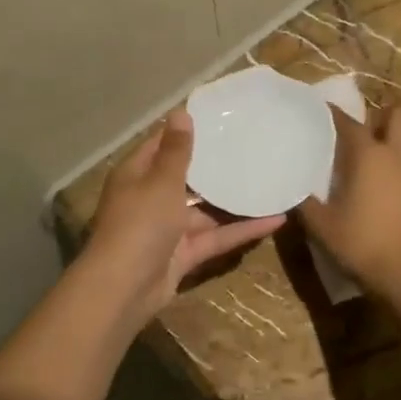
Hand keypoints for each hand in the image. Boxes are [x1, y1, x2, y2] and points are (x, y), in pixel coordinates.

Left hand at [84, 109, 284, 324]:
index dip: (184, 130)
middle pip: (184, 177)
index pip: (160, 144)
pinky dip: (241, 230)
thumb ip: (176, 151)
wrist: (125, 288)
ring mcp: (167, 228)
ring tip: (267, 180)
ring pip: (204, 210)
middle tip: (250, 145)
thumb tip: (180, 112)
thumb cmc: (140, 223)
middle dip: (213, 165)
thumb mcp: (161, 181)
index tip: (217, 117)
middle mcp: (150, 198)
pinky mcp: (183, 254)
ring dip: (231, 200)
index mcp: (136, 175)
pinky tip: (275, 220)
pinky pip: (215, 237)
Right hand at [298, 102, 400, 292]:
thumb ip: (304, 203)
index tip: (318, 113)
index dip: (331, 113)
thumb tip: (291, 188)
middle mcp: (399, 153)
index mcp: (368, 154)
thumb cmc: (363, 244)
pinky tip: (393, 189)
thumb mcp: (322, 227)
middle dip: (380, 118)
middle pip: (397, 114)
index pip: (347, 121)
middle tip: (362, 134)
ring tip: (378, 160)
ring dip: (397, 140)